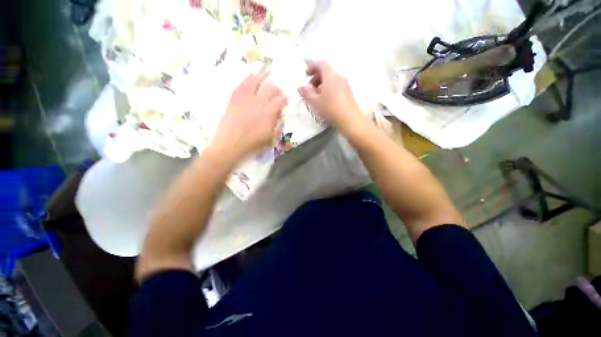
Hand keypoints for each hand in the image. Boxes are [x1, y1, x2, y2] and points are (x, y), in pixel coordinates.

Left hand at [210, 71, 287, 165]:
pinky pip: (242, 84)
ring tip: (268, 71)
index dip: (285, 99)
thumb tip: (281, 114)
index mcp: (268, 115)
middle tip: (278, 92)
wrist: (228, 144)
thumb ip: (278, 125)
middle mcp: (258, 103)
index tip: (285, 101)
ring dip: (263, 76)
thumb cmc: (251, 144)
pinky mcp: (234, 98)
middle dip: (277, 88)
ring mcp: (244, 99)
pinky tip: (252, 74)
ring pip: (256, 81)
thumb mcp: (270, 139)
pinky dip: (248, 78)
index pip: (280, 100)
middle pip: (270, 89)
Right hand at [298, 62, 363, 132]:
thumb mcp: (315, 101)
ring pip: (332, 79)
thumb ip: (306, 92)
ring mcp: (345, 84)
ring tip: (318, 96)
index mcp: (330, 75)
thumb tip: (301, 86)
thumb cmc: (330, 108)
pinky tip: (327, 100)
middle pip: (327, 71)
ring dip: (323, 84)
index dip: (312, 67)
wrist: (349, 119)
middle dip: (317, 77)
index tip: (306, 75)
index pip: (321, 64)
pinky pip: (337, 86)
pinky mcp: (348, 92)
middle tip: (311, 88)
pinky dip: (330, 89)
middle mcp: (339, 76)